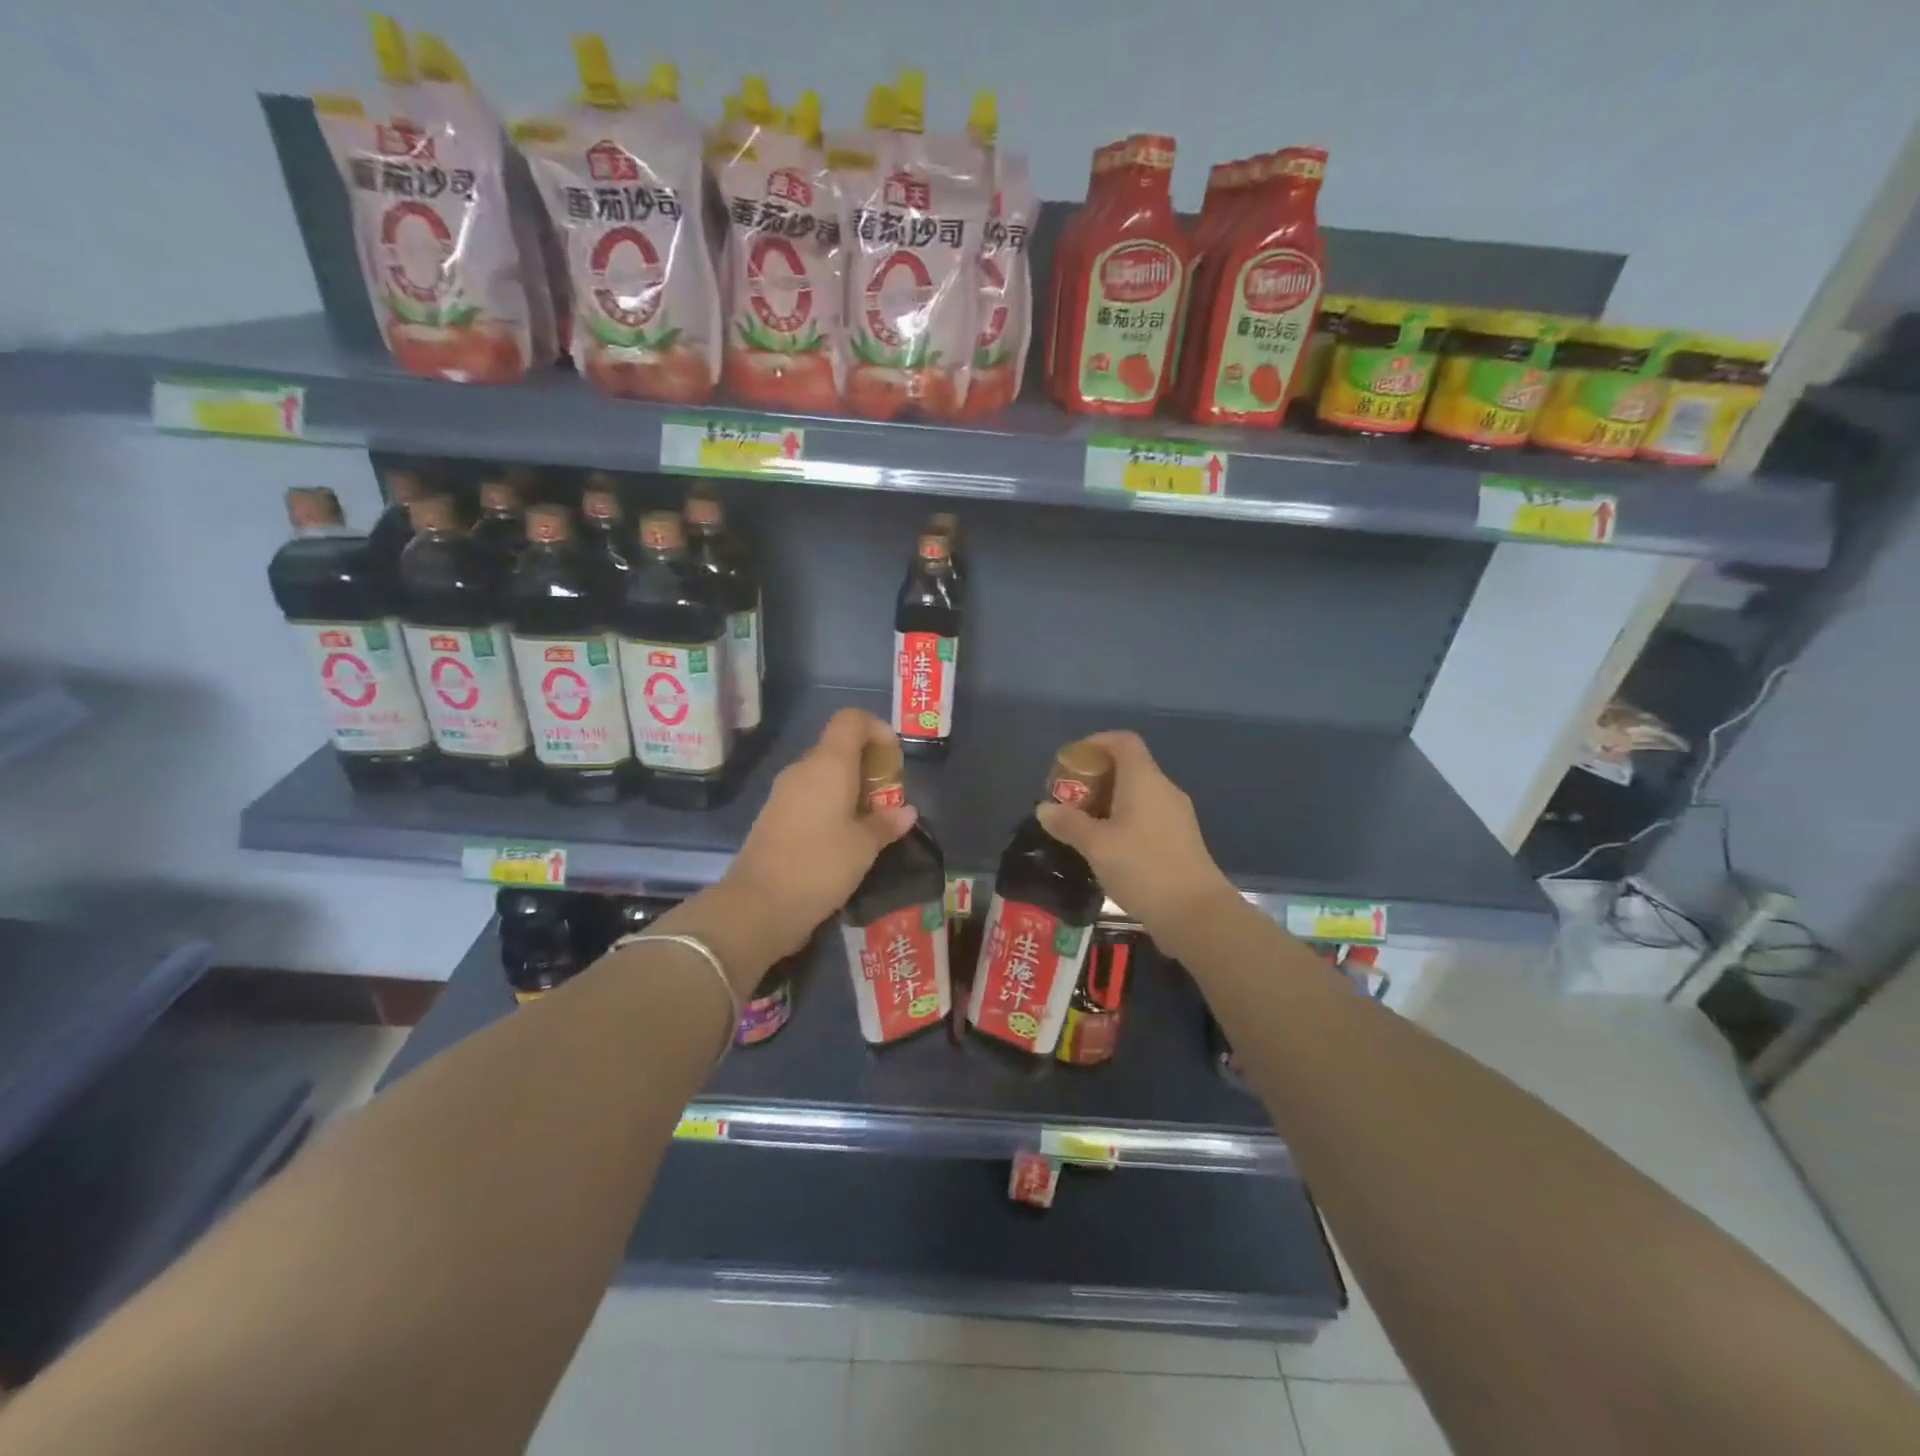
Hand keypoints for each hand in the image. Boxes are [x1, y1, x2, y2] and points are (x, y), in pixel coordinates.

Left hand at [720, 708, 917, 955]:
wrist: (758, 905)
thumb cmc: (819, 865)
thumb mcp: (864, 846)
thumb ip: (887, 823)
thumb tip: (906, 811)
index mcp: (828, 764)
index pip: (851, 720)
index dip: (877, 729)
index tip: (894, 759)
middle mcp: (803, 769)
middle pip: (839, 747)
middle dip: (869, 766)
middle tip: (889, 799)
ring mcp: (784, 792)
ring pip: (824, 774)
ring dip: (851, 789)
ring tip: (872, 822)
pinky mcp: (774, 816)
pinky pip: (810, 796)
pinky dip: (832, 805)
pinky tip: (845, 838)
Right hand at [1035, 730, 1236, 938]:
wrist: (1197, 914)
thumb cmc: (1143, 868)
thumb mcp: (1096, 846)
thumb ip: (1068, 824)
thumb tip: (1044, 808)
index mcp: (1144, 780)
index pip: (1122, 741)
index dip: (1095, 743)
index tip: (1070, 762)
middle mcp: (1163, 789)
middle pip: (1127, 767)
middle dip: (1094, 779)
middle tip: (1068, 800)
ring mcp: (1176, 815)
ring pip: (1137, 795)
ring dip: (1107, 803)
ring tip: (1081, 827)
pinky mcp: (1180, 839)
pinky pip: (1147, 816)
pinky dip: (1123, 821)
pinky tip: (1106, 849)